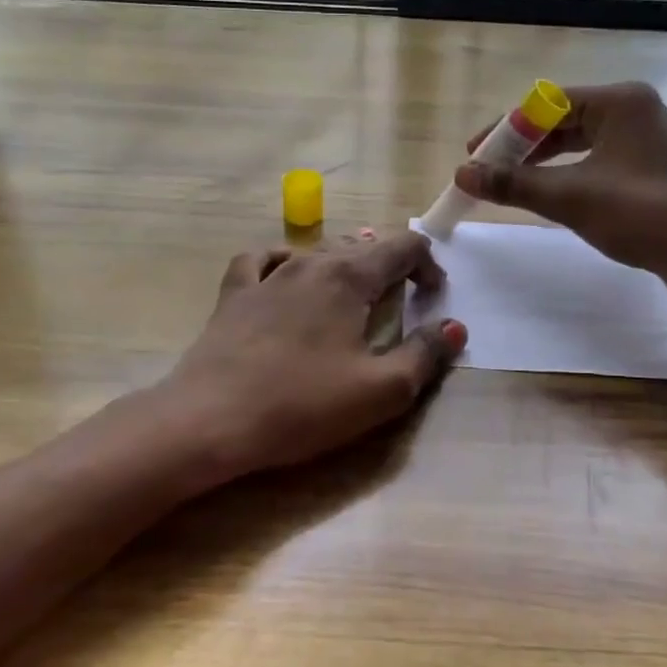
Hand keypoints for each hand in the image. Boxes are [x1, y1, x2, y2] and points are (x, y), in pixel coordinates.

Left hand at [163, 231, 466, 480]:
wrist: (211, 419)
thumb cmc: (303, 405)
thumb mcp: (381, 390)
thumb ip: (425, 354)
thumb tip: (455, 327)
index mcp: (350, 277)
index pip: (403, 247)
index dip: (428, 265)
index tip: (433, 298)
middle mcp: (310, 263)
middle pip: (361, 246)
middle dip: (390, 266)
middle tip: (402, 300)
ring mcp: (267, 275)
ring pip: (316, 252)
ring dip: (344, 265)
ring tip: (352, 291)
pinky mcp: (234, 295)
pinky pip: (261, 260)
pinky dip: (282, 261)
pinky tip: (285, 277)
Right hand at [451, 82, 666, 313]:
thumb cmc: (639, 214)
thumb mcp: (568, 197)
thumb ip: (512, 183)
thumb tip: (462, 174)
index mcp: (620, 101)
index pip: (546, 103)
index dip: (505, 129)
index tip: (475, 154)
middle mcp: (636, 110)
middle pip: (563, 119)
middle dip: (522, 146)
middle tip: (488, 170)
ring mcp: (648, 138)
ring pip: (581, 141)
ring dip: (543, 161)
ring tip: (511, 183)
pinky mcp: (652, 166)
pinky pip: (598, 159)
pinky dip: (569, 173)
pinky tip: (549, 193)